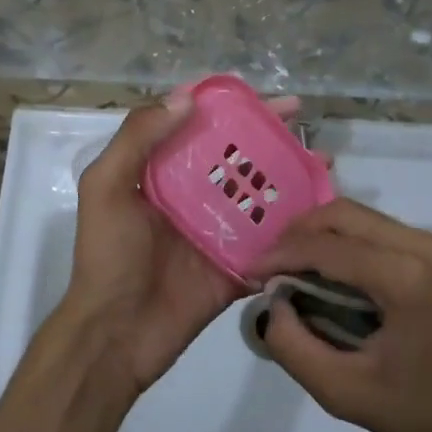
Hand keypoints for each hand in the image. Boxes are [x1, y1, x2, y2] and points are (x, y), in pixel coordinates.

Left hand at [57, 89, 297, 394]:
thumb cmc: (107, 256)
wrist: (116, 335)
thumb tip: (187, 97)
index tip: (265, 99)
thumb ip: (138, 139)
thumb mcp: (107, 187)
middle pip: (237, 158)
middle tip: (305, 126)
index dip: (232, 109)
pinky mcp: (236, 266)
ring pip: (259, 197)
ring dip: (290, 179)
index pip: (200, 127)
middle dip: (270, 139)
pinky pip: (269, 243)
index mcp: (162, 172)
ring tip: (325, 165)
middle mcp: (193, 195)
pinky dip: (293, 230)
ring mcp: (218, 232)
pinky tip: (323, 215)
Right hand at [254, 198, 431, 431]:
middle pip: (343, 214)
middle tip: (269, 265)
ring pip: (360, 217)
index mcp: (407, 277)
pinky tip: (326, 270)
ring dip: (320, 234)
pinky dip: (344, 241)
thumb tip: (271, 305)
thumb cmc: (422, 414)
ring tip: (290, 267)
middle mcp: (425, 247)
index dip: (280, 255)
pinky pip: (378, 230)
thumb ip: (293, 346)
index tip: (248, 273)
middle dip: (297, 233)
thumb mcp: (344, 393)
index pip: (327, 247)